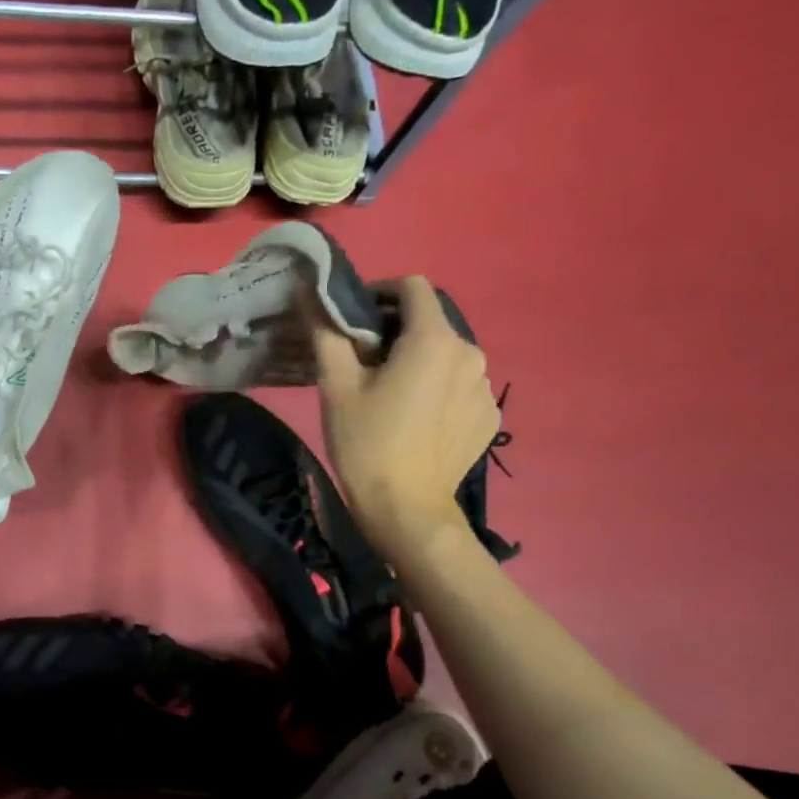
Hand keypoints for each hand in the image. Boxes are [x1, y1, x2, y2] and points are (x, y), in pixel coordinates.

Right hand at [311, 276, 499, 559]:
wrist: (406, 510)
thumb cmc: (366, 443)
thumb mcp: (336, 386)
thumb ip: (326, 332)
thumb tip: (309, 291)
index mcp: (434, 340)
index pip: (413, 287)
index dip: (380, 292)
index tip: (354, 317)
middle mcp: (471, 353)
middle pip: (431, 323)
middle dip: (396, 331)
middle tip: (363, 362)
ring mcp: (485, 387)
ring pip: (446, 355)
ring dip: (418, 361)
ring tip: (390, 393)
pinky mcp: (489, 417)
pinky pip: (460, 387)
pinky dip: (437, 389)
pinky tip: (415, 419)